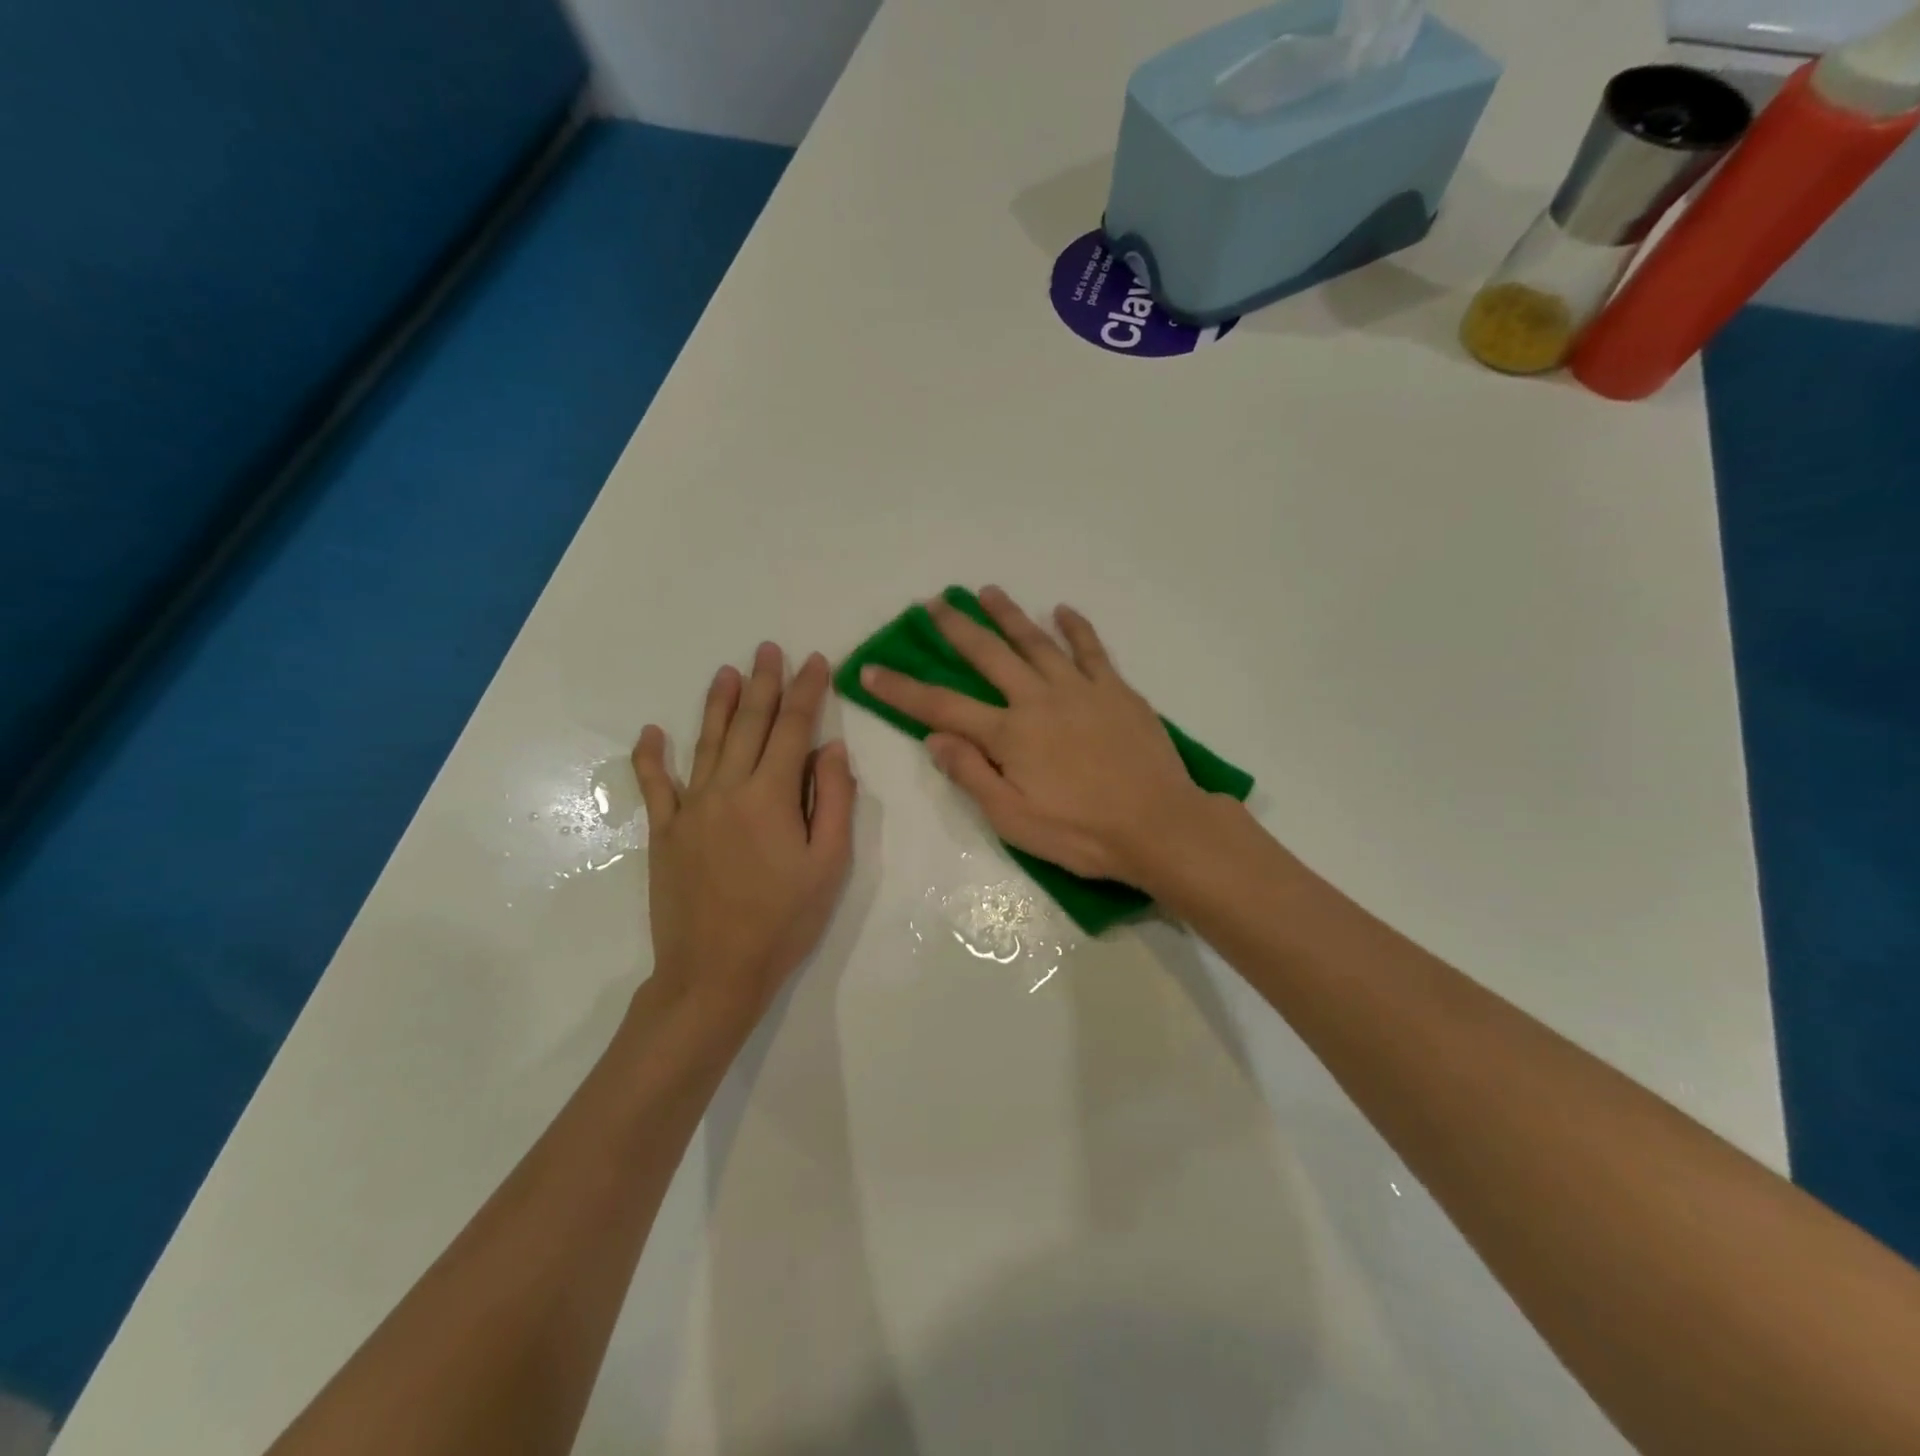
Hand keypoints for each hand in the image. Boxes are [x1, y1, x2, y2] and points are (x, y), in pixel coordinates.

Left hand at [631, 645, 855, 1028]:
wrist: (715, 972)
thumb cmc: (784, 921)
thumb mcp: (829, 865)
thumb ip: (833, 801)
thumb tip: (831, 749)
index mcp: (771, 796)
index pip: (794, 729)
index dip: (807, 691)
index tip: (817, 661)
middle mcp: (727, 789)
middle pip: (750, 725)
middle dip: (764, 683)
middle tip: (769, 649)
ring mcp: (690, 809)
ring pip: (707, 742)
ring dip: (719, 704)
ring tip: (727, 672)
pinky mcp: (664, 832)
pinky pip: (654, 785)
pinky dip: (651, 756)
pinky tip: (651, 732)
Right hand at [860, 587, 1212, 887]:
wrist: (1159, 825)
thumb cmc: (1081, 832)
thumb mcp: (1013, 819)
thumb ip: (972, 775)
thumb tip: (935, 737)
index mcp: (1009, 735)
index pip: (942, 706)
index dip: (902, 689)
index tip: (870, 669)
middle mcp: (1038, 700)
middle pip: (989, 655)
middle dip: (957, 628)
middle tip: (934, 603)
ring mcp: (1080, 689)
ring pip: (1036, 641)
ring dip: (1008, 615)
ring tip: (987, 592)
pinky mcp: (1116, 690)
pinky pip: (1092, 649)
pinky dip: (1075, 627)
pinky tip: (1062, 610)